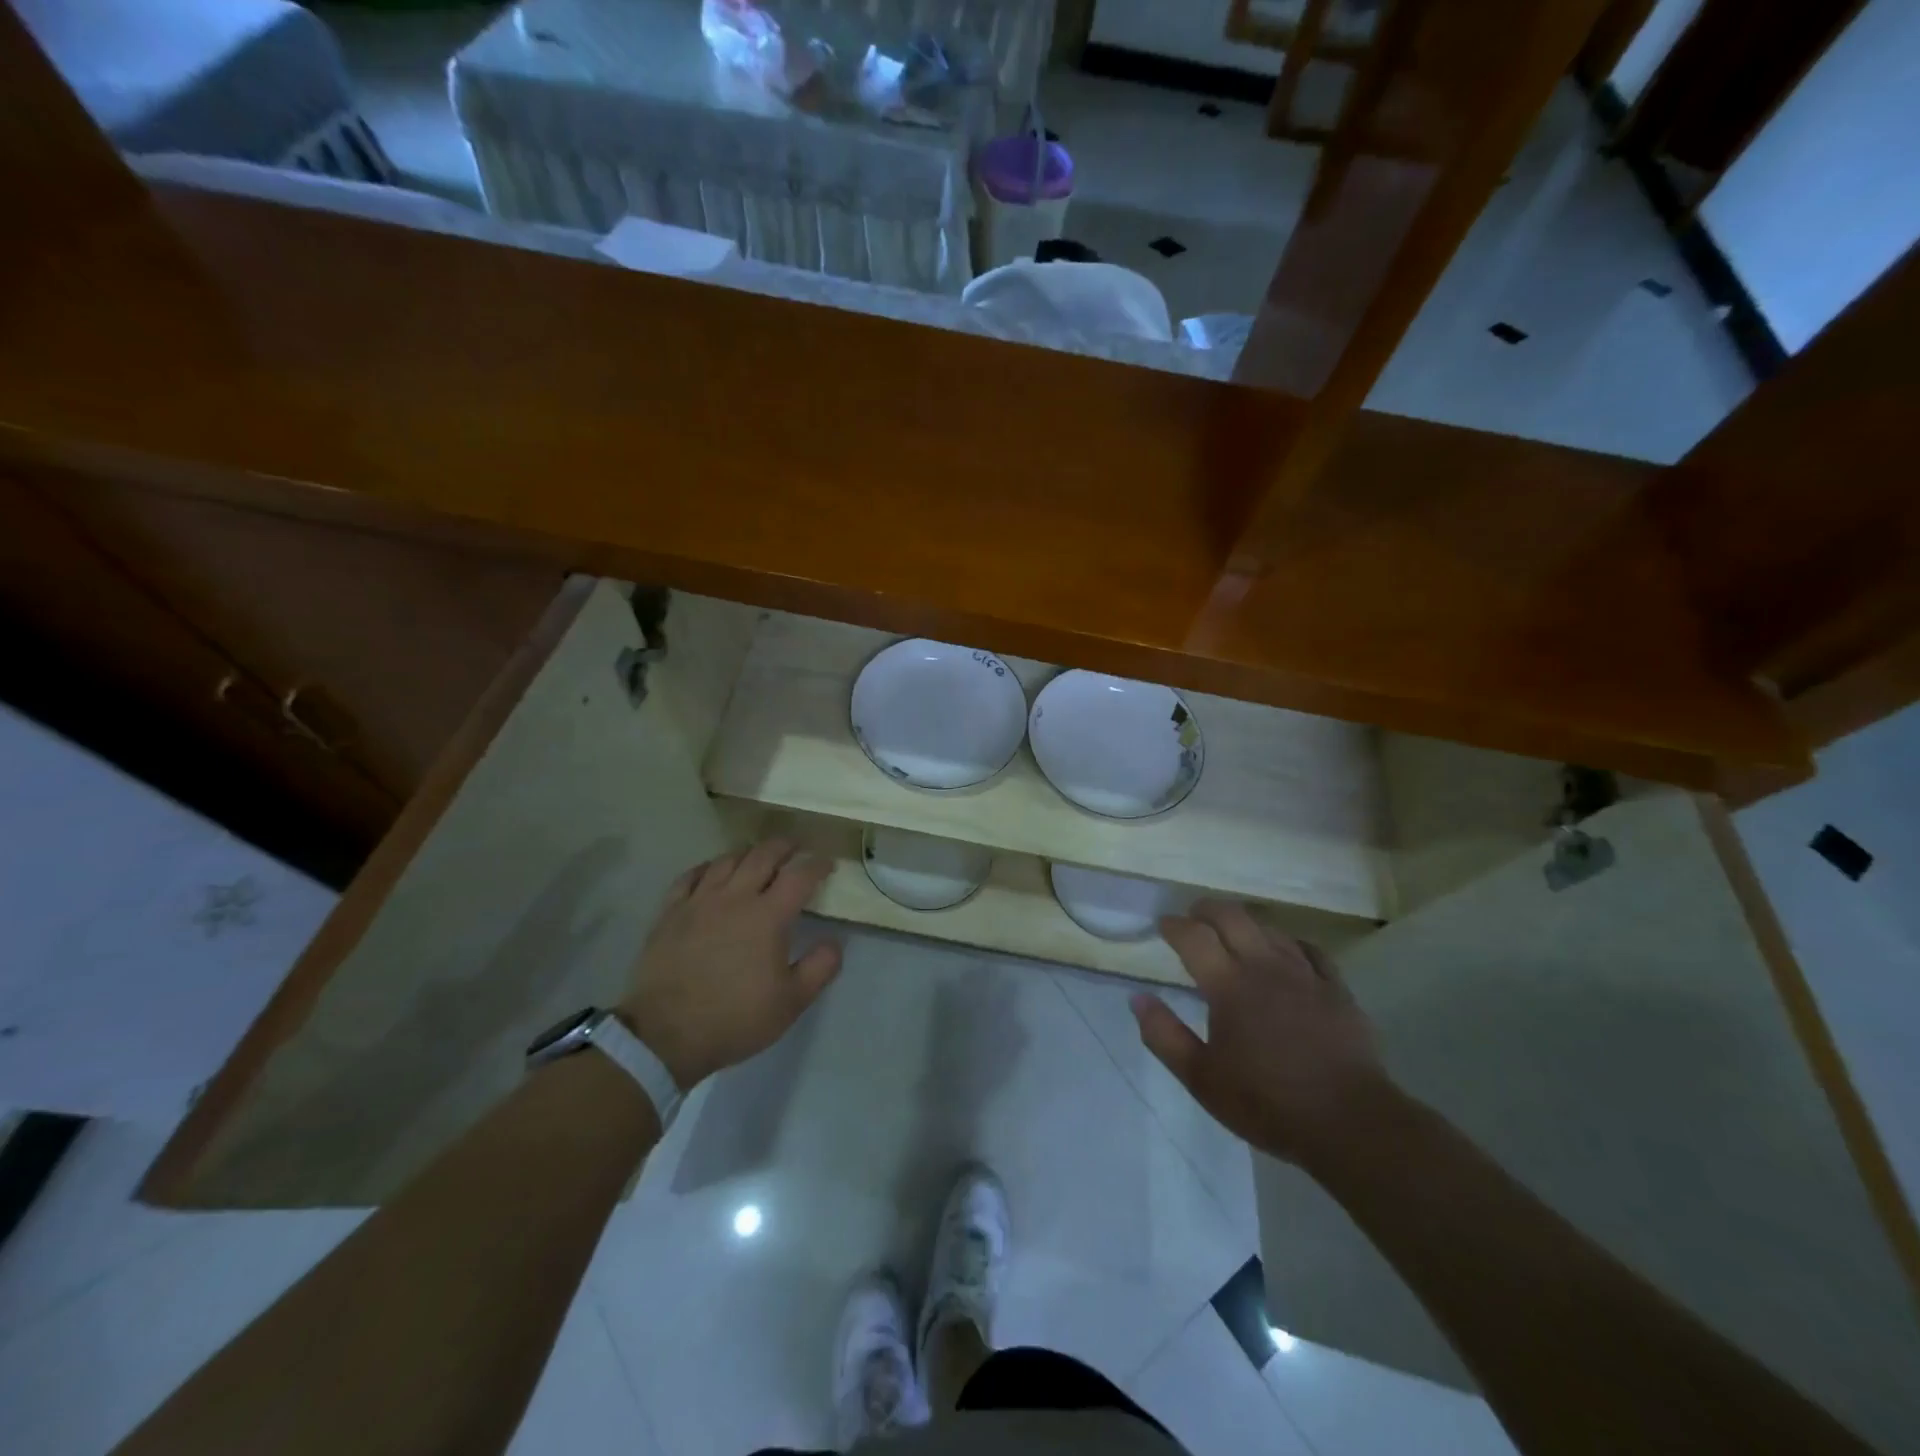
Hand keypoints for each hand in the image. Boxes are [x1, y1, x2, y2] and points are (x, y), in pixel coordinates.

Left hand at [618, 840, 841, 1088]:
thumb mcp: (791, 1002)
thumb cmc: (735, 1018)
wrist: (665, 1035)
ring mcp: (699, 902)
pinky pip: (690, 876)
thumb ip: (820, 968)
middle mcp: (735, 898)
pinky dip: (708, 867)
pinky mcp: (670, 912)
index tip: (827, 864)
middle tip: (795, 847)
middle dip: (784, 846)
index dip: (817, 865)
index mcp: (768, 916)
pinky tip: (712, 871)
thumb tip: (834, 941)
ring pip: (727, 860)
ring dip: (748, 852)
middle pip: (763, 855)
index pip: (799, 876)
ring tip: (757, 855)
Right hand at [1131, 900, 1389, 1165]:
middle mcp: (1264, 966)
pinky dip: (1288, 943)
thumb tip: (1138, 998)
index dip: (1174, 925)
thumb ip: (1164, 1035)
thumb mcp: (1201, 1078)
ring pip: (1269, 928)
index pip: (1193, 936)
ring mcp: (1305, 974)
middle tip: (1193, 916)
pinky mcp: (1336, 989)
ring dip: (1245, 923)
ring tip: (1233, 933)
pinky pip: (1310, 949)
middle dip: (1207, 909)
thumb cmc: (1267, 1102)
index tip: (1163, 925)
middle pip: (1232, 916)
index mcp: (1228, 985)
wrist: (1349, 1123)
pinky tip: (1286, 952)